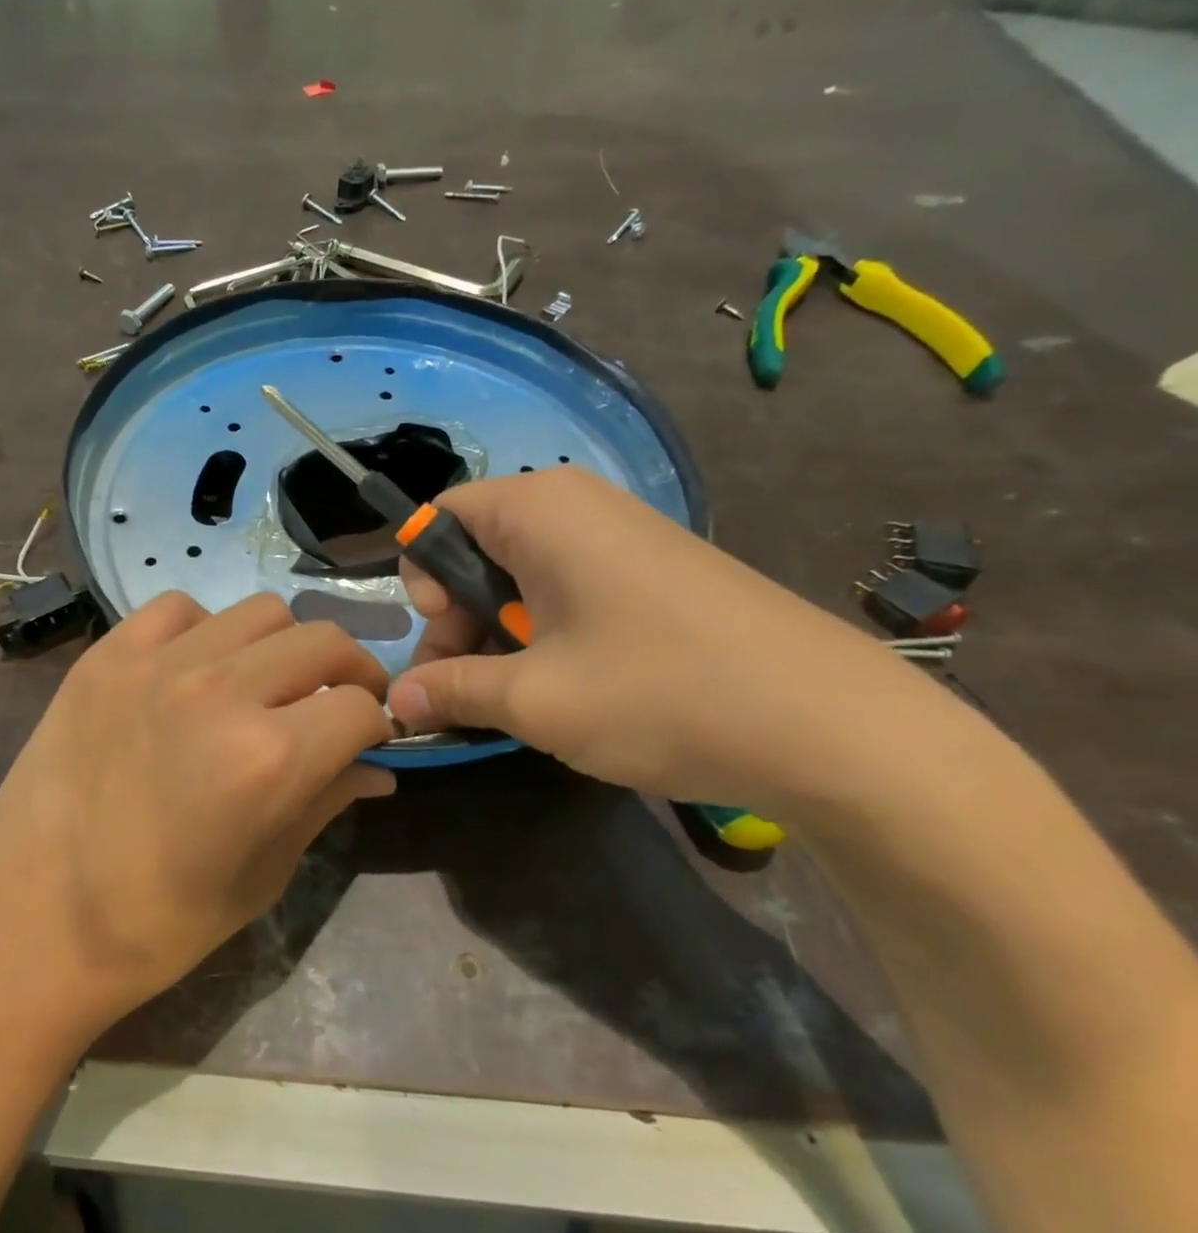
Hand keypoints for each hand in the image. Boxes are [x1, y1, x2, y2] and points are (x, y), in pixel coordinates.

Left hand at [0, 592, 393, 1036]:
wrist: (28, 923)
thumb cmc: (155, 925)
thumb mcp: (260, 876)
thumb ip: (325, 804)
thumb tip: (377, 769)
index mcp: (269, 757)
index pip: (359, 706)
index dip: (376, 725)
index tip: (367, 740)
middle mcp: (220, 690)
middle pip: (322, 640)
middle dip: (348, 672)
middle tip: (335, 704)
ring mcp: (156, 663)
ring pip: (260, 611)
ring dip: (282, 646)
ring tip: (264, 685)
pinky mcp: (105, 656)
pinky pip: (178, 609)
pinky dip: (206, 630)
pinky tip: (194, 669)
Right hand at [386, 467, 954, 817]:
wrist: (834, 727)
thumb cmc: (660, 694)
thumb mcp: (533, 700)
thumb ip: (451, 690)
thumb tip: (397, 701)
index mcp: (538, 509)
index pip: (440, 517)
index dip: (423, 578)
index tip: (446, 636)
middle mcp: (579, 505)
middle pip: (478, 547)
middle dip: (459, 618)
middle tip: (470, 688)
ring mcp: (625, 536)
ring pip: (523, 573)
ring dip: (501, 633)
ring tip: (520, 699)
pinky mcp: (657, 571)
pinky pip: (570, 587)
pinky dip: (548, 633)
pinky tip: (572, 686)